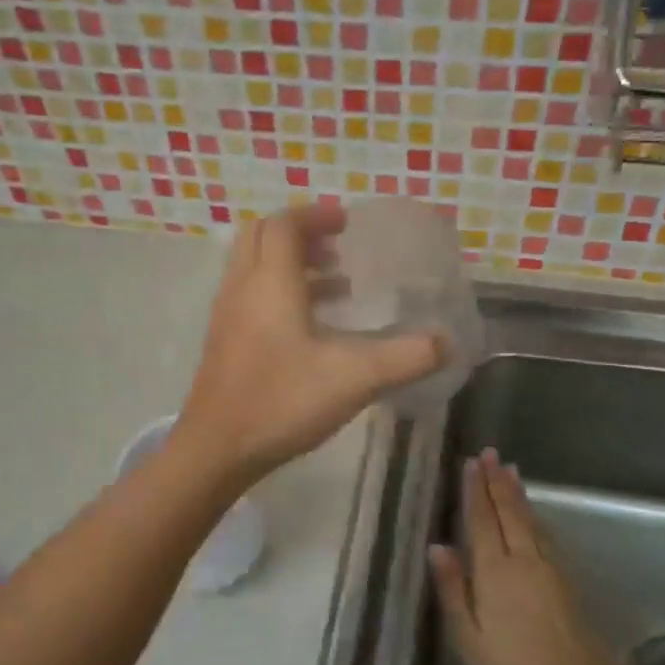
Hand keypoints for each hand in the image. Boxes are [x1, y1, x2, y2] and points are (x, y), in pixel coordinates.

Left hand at [175, 201, 444, 482]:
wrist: (216, 449)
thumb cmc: (283, 402)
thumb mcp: (356, 378)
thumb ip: (406, 357)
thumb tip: (447, 343)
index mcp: (270, 283)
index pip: (284, 225)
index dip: (316, 215)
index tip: (347, 222)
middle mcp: (242, 289)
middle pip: (262, 237)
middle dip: (300, 234)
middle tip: (337, 246)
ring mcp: (228, 317)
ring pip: (255, 268)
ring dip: (292, 266)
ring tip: (337, 285)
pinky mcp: (224, 343)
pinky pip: (251, 297)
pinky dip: (281, 294)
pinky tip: (312, 329)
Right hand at [429, 449, 619, 664]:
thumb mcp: (468, 636)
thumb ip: (453, 589)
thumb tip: (437, 547)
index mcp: (495, 571)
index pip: (482, 521)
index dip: (475, 491)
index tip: (472, 463)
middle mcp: (523, 559)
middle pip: (509, 512)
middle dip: (498, 481)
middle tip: (492, 453)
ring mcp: (549, 568)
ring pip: (530, 520)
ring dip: (518, 494)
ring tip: (510, 471)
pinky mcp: (566, 580)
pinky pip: (545, 535)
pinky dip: (535, 516)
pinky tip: (534, 515)